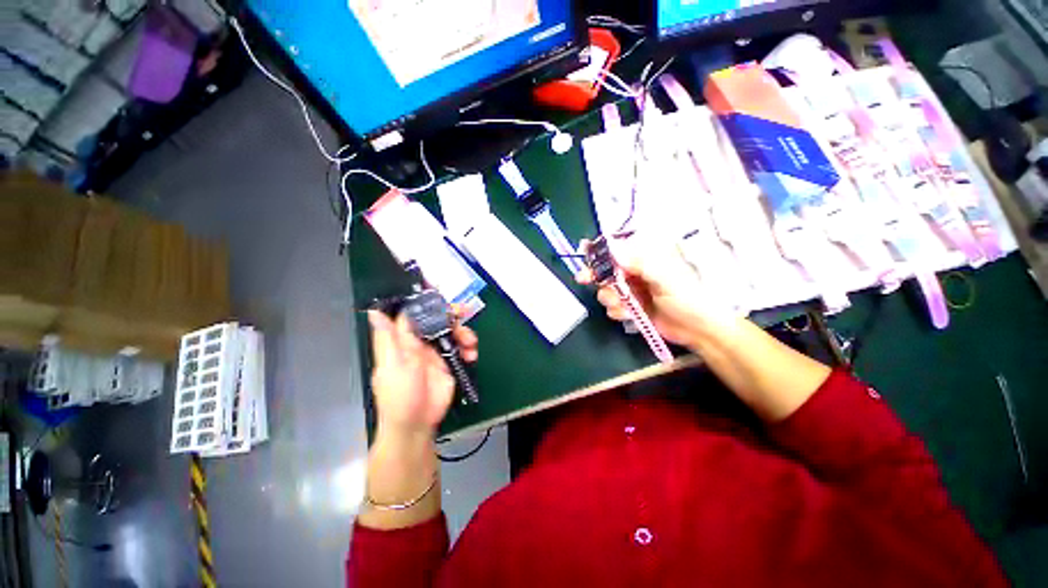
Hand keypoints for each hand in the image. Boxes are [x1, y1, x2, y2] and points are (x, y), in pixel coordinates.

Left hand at [367, 310, 477, 436]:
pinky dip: (469, 349)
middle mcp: (420, 343)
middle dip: (451, 316)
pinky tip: (472, 355)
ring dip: (464, 333)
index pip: (414, 315)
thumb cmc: (399, 396)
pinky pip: (461, 349)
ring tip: (471, 343)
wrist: (417, 425)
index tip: (441, 293)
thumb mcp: (393, 365)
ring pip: (452, 333)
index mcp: (403, 341)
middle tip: (463, 312)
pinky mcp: (449, 363)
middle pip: (437, 321)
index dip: (425, 303)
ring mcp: (436, 353)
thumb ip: (389, 338)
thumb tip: (374, 312)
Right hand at [577, 237, 737, 347]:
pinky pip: (612, 307)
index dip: (599, 251)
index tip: (584, 251)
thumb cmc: (687, 298)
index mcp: (645, 259)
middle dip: (596, 276)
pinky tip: (630, 315)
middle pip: (605, 270)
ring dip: (611, 299)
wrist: (698, 330)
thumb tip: (613, 247)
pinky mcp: (629, 307)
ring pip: (606, 290)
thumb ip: (639, 263)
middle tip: (583, 279)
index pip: (617, 249)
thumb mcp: (664, 277)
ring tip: (626, 306)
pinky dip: (617, 312)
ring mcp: (631, 290)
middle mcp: (635, 272)